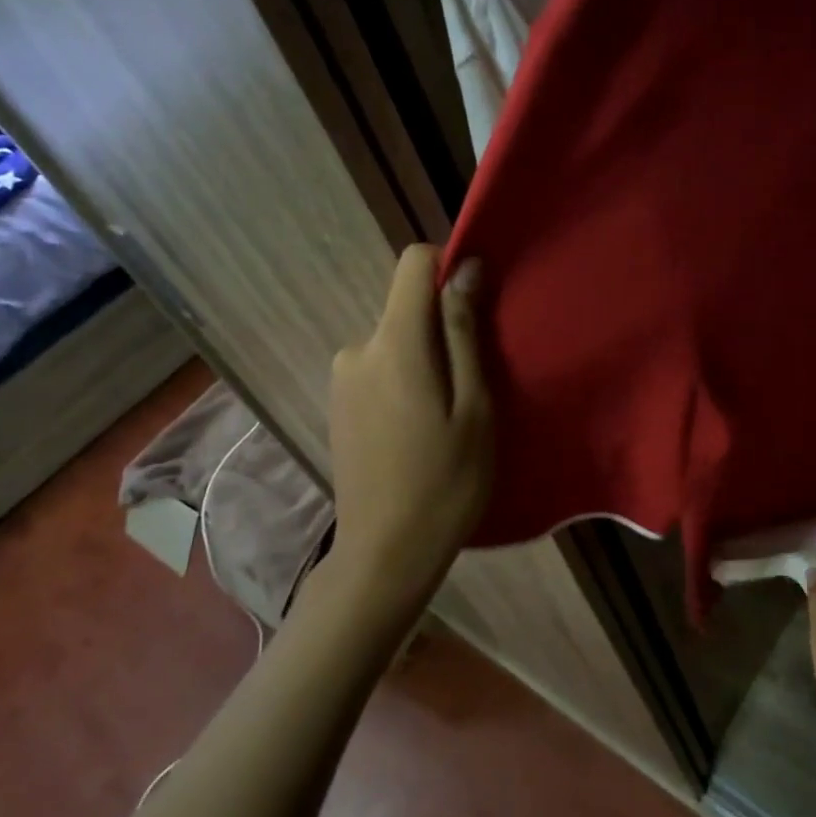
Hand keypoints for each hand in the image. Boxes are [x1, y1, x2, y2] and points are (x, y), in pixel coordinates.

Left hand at [327, 245, 493, 614]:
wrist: (385, 553)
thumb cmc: (446, 482)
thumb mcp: (475, 407)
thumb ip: (465, 333)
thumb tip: (466, 270)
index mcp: (394, 343)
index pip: (413, 263)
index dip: (449, 267)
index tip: (478, 305)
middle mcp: (357, 348)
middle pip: (407, 307)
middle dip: (444, 327)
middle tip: (474, 383)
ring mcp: (341, 377)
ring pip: (395, 340)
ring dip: (425, 358)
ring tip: (449, 414)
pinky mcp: (337, 402)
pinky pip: (379, 366)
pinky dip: (405, 378)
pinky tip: (419, 428)